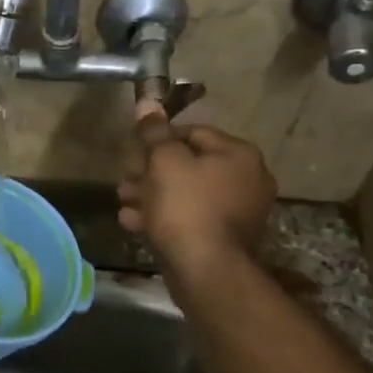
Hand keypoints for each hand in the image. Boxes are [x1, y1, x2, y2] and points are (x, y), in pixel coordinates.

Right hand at [118, 99, 275, 273]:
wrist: (206, 270)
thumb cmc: (186, 207)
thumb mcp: (164, 162)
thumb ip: (154, 132)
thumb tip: (147, 101)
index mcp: (239, 154)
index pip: (193, 132)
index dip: (159, 139)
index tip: (134, 153)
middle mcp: (247, 179)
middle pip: (190, 165)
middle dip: (151, 172)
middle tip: (125, 181)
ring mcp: (240, 212)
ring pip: (187, 194)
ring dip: (153, 195)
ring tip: (124, 203)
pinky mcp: (226, 239)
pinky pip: (192, 218)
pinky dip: (165, 217)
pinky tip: (135, 223)